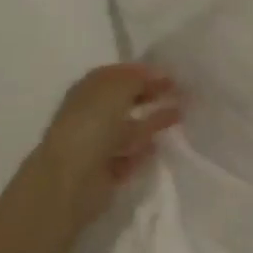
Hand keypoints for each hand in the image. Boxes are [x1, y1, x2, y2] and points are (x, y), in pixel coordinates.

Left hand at [33, 63, 180, 231]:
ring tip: (180, 115)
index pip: (119, 74)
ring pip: (130, 128)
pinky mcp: (107, 171)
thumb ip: (140, 78)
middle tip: (181, 93)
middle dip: (151, 95)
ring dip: (152, 121)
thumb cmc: (91, 125)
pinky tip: (159, 145)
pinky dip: (144, 150)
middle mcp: (91, 114)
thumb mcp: (117, 88)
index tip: (172, 75)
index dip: (144, 72)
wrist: (71, 180)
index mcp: (88, 90)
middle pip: (126, 100)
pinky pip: (130, 155)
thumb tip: (160, 74)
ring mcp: (98, 143)